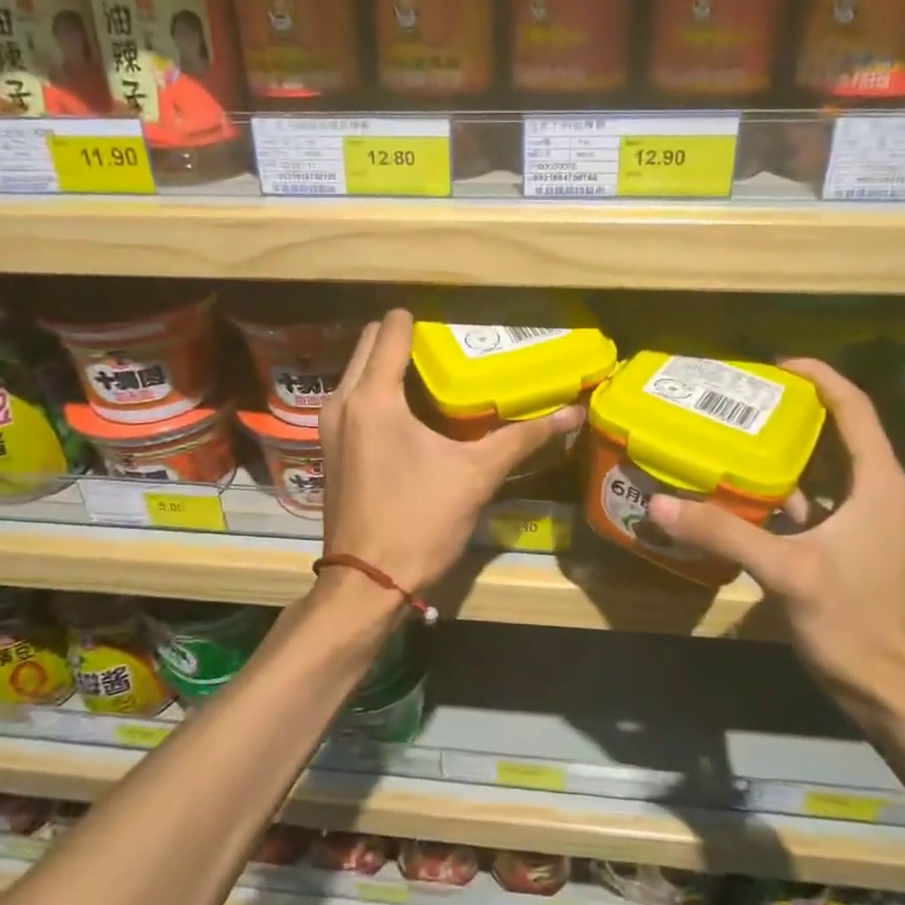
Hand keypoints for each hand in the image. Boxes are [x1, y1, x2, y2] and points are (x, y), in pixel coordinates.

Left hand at [319, 310, 584, 595]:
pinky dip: (376, 391)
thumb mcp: (477, 475)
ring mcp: (330, 425)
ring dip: (388, 364)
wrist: (366, 583)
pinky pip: (352, 398)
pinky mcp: (330, 447)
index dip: (422, 322)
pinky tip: (409, 414)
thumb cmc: (419, 522)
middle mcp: (342, 401)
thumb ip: (523, 437)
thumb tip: (573, 413)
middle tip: (448, 350)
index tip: (454, 329)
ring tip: (433, 378)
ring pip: (358, 371)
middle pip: (370, 343)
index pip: (391, 329)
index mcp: (373, 397)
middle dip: (404, 338)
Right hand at [644, 358, 904, 709]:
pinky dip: (774, 492)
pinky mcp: (842, 546)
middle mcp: (873, 492)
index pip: (853, 408)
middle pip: (835, 432)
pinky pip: (807, 502)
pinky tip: (733, 495)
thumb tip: (661, 504)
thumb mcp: (786, 570)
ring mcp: (858, 521)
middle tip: (737, 401)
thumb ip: (724, 533)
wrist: (889, 689)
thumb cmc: (852, 620)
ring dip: (779, 452)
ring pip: (818, 469)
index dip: (819, 378)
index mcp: (877, 483)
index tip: (773, 366)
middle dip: (790, 411)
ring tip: (728, 437)